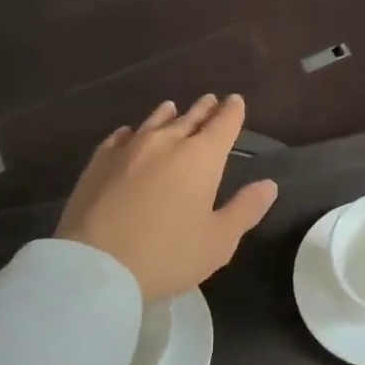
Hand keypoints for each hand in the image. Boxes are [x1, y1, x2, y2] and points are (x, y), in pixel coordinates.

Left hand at [56, 95, 277, 299]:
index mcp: (201, 157)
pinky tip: (128, 133)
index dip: (232, 111)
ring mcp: (129, 148)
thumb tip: (268, 185)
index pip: (223, 124)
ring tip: (173, 107)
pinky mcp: (99, 161)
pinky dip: (131, 132)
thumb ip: (245, 209)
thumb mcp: (218, 241)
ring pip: (154, 122)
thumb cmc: (167, 254)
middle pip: (190, 117)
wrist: (95, 265)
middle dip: (204, 109)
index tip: (236, 100)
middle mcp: (167, 142)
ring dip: (168, 114)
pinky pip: (120, 137)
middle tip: (211, 100)